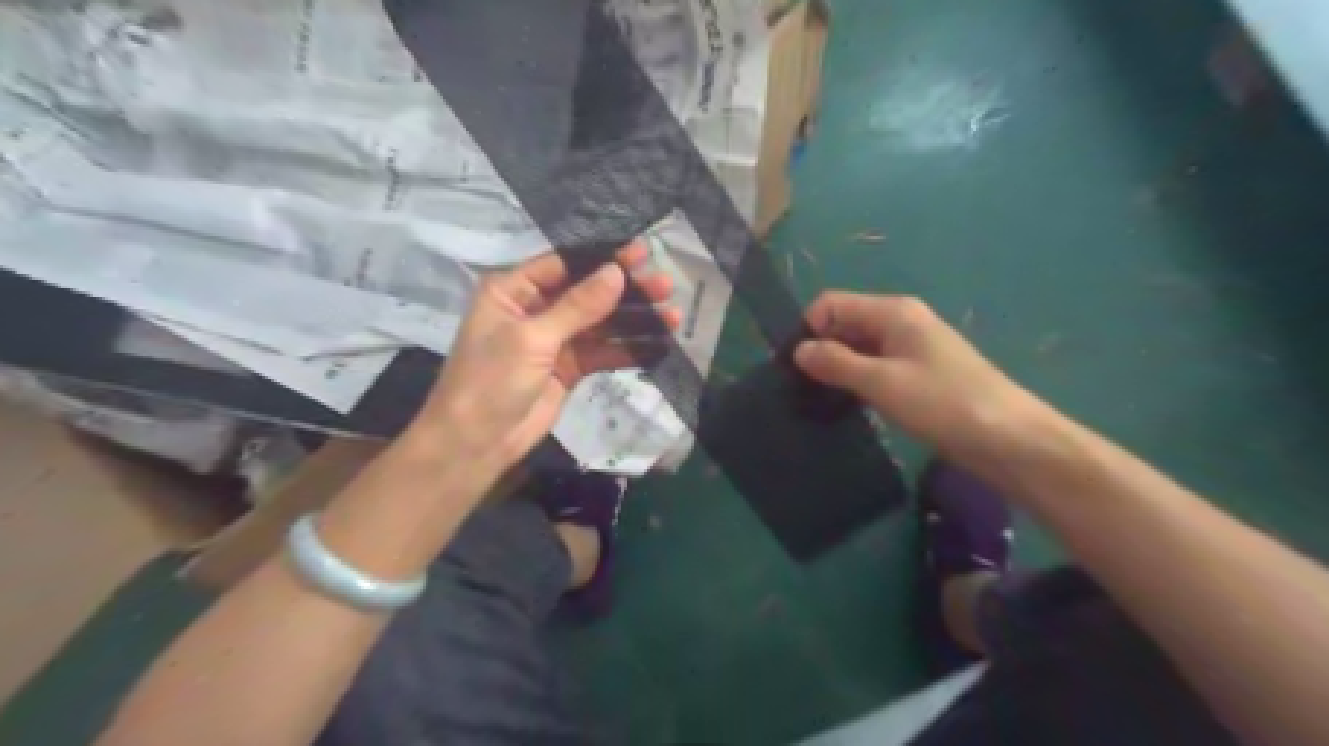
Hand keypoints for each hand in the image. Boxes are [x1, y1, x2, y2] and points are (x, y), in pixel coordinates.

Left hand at [408, 243, 679, 470]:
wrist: (476, 443)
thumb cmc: (491, 380)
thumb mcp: (532, 338)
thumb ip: (578, 306)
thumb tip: (616, 272)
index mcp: (513, 291)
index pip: (564, 265)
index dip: (603, 259)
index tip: (640, 253)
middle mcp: (535, 309)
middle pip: (588, 293)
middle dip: (626, 290)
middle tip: (665, 285)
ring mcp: (554, 340)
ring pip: (600, 323)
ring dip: (634, 320)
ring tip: (672, 315)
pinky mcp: (569, 368)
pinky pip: (602, 352)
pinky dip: (628, 349)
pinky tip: (658, 344)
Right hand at [791, 292, 1043, 456]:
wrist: (1009, 439)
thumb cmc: (943, 403)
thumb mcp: (882, 382)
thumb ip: (836, 363)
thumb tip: (798, 350)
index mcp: (892, 312)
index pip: (831, 304)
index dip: (809, 330)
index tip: (795, 368)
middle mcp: (900, 322)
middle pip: (844, 323)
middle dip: (821, 349)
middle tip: (802, 389)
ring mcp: (911, 348)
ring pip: (859, 348)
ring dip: (837, 368)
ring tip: (819, 400)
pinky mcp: (918, 374)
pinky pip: (875, 367)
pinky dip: (857, 381)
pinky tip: (848, 405)